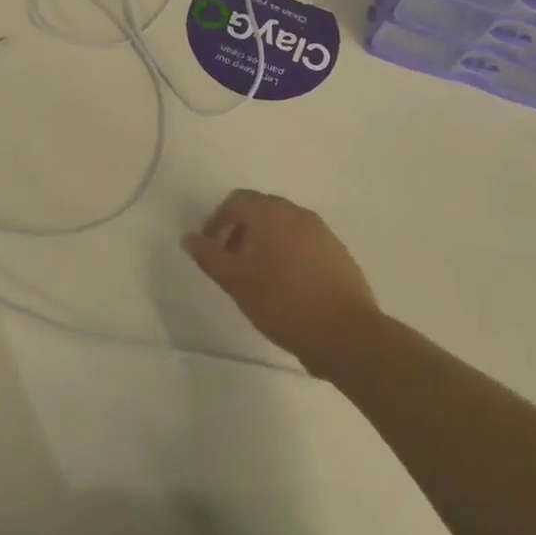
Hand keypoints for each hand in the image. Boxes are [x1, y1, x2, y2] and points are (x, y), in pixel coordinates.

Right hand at [183, 190, 378, 372]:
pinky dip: (287, 253)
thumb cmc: (282, 302)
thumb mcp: (235, 281)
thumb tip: (189, 238)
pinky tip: (285, 285)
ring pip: (283, 226)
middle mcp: (298, 213)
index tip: (210, 248)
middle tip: (230, 262)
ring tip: (256, 276)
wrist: (345, 333)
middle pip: (261, 210)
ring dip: (264, 242)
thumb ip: (209, 256)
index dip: (217, 221)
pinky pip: (303, 242)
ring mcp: (322, 232)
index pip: (236, 201)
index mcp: (271, 213)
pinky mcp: (338, 253)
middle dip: (240, 231)